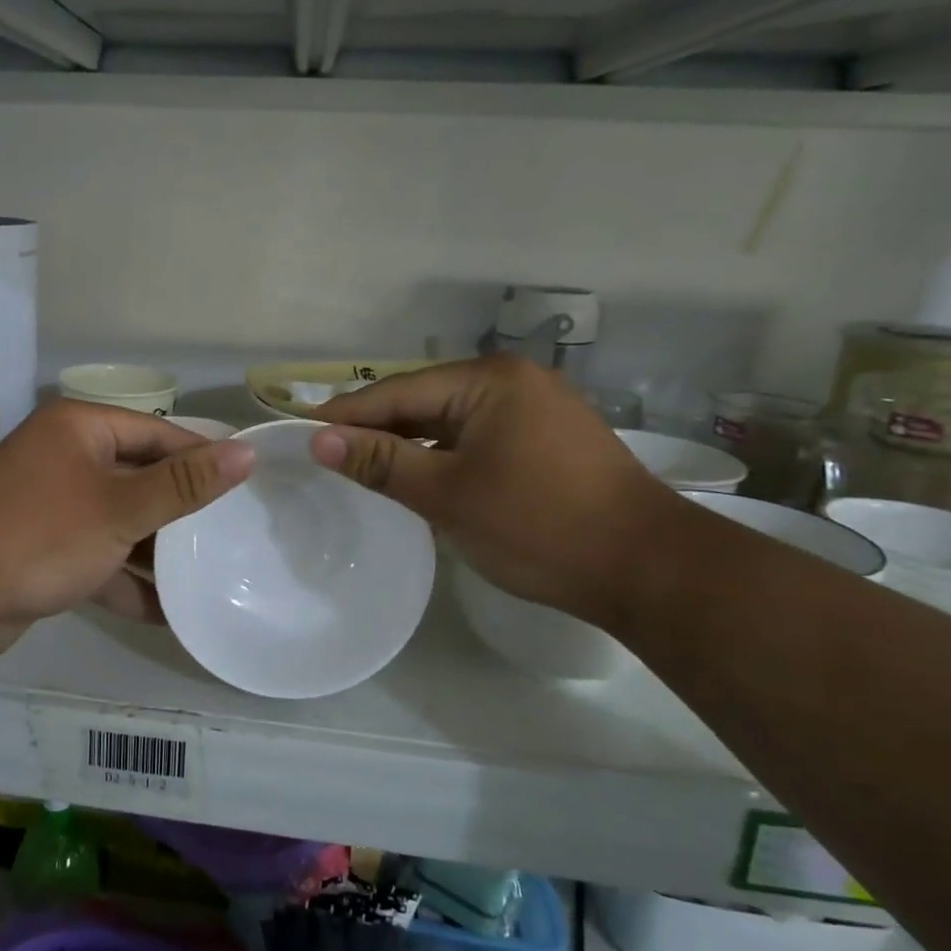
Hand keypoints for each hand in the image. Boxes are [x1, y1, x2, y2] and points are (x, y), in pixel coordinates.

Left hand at [0, 401, 253, 656]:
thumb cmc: (44, 534)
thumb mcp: (123, 508)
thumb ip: (185, 484)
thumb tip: (246, 452)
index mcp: (80, 429)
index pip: (157, 433)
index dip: (201, 458)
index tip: (243, 487)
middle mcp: (65, 457)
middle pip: (139, 478)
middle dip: (180, 512)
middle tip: (230, 535)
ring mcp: (52, 505)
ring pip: (119, 521)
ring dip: (155, 552)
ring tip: (207, 576)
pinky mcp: (44, 548)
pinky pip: (97, 555)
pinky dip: (124, 578)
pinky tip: (166, 612)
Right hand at [310, 358, 677, 627]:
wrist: (650, 571)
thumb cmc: (540, 526)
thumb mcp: (449, 494)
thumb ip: (381, 462)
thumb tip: (319, 440)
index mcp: (489, 380)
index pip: (397, 391)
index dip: (346, 415)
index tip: (300, 434)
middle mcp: (512, 381)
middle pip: (423, 401)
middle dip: (376, 429)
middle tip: (324, 454)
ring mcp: (535, 409)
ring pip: (449, 421)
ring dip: (408, 445)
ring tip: (360, 467)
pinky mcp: (547, 439)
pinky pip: (476, 438)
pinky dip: (442, 456)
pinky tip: (418, 477)